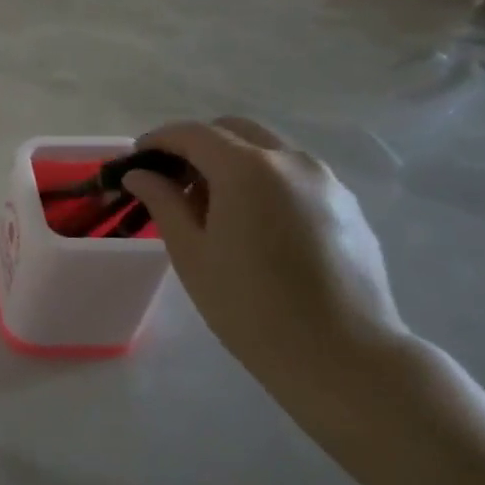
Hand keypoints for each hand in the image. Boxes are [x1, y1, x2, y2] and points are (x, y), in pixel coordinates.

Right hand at [118, 118, 413, 430]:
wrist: (342, 355)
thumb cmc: (249, 305)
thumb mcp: (191, 253)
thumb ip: (163, 202)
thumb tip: (140, 175)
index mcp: (247, 169)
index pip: (193, 133)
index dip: (158, 140)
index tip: (136, 159)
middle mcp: (292, 161)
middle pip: (234, 130)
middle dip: (197, 145)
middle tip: (172, 181)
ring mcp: (327, 181)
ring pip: (268, 150)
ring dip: (232, 162)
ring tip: (211, 207)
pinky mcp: (348, 206)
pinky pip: (295, 176)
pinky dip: (264, 181)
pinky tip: (254, 225)